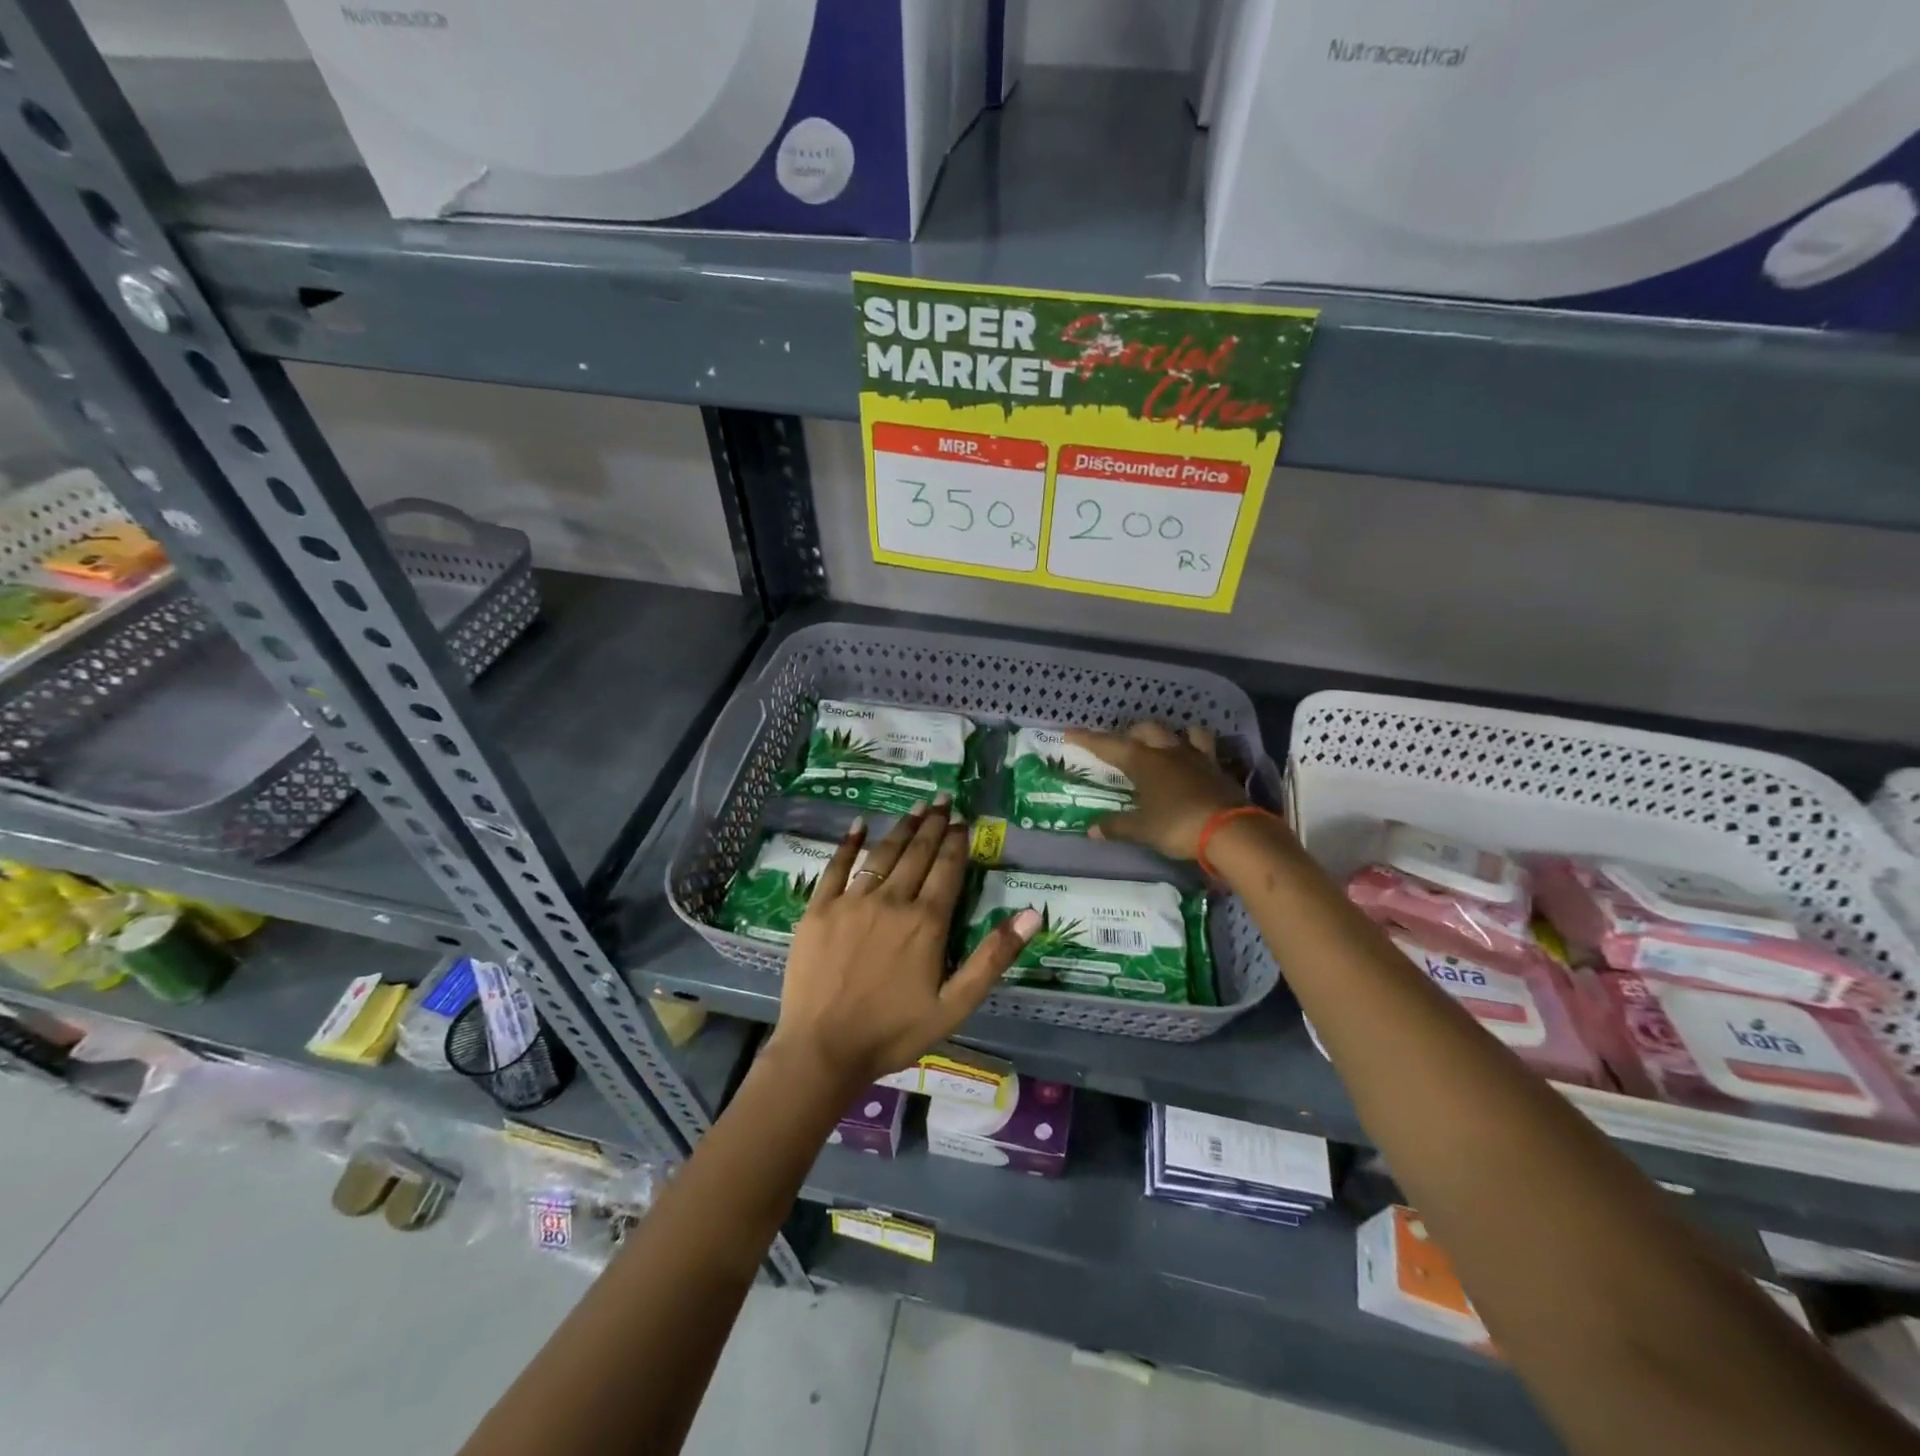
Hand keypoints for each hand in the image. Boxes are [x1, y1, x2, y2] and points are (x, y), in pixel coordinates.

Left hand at [769, 800, 1040, 1090]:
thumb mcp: (956, 1005)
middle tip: (943, 800)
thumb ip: (993, 957)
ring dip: (902, 827)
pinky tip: (859, 825)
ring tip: (916, 807)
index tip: (963, 821)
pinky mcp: (819, 909)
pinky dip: (849, 843)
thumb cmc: (895, 1032)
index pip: (947, 868)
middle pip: (917, 853)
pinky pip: (836, 867)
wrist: (824, 1050)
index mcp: (926, 921)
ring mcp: (852, 901)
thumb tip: (1032, 914)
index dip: (957, 842)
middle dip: (933, 825)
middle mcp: (891, 900)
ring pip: (883, 853)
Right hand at [1066, 721, 1249, 860]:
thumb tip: (1091, 830)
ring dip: (1171, 735)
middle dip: (1132, 734)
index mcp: (1144, 761)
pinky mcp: (1219, 768)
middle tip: (1124, 746)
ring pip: (1183, 732)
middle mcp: (1169, 751)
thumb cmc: (1177, 826)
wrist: (1231, 831)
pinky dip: (1196, 750)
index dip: (1087, 739)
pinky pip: (1206, 749)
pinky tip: (1194, 762)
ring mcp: (1197, 757)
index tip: (1069, 732)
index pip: (1108, 745)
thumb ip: (1116, 826)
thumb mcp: (1142, 829)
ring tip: (1165, 745)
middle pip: (1146, 730)